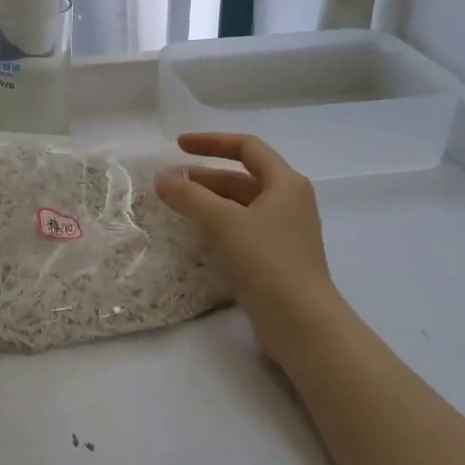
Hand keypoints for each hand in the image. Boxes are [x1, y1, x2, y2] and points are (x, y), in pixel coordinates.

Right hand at [157, 133, 346, 357]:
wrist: (302, 323)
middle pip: (242, 178)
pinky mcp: (276, 260)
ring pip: (241, 206)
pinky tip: (196, 236)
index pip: (247, 147)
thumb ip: (191, 197)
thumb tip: (163, 180)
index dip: (211, 142)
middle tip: (171, 183)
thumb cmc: (267, 261)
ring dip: (209, 202)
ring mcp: (284, 233)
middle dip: (205, 177)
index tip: (178, 146)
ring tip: (177, 208)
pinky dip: (218, 226)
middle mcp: (289, 202)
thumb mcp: (225, 222)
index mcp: (286, 183)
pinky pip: (242, 231)